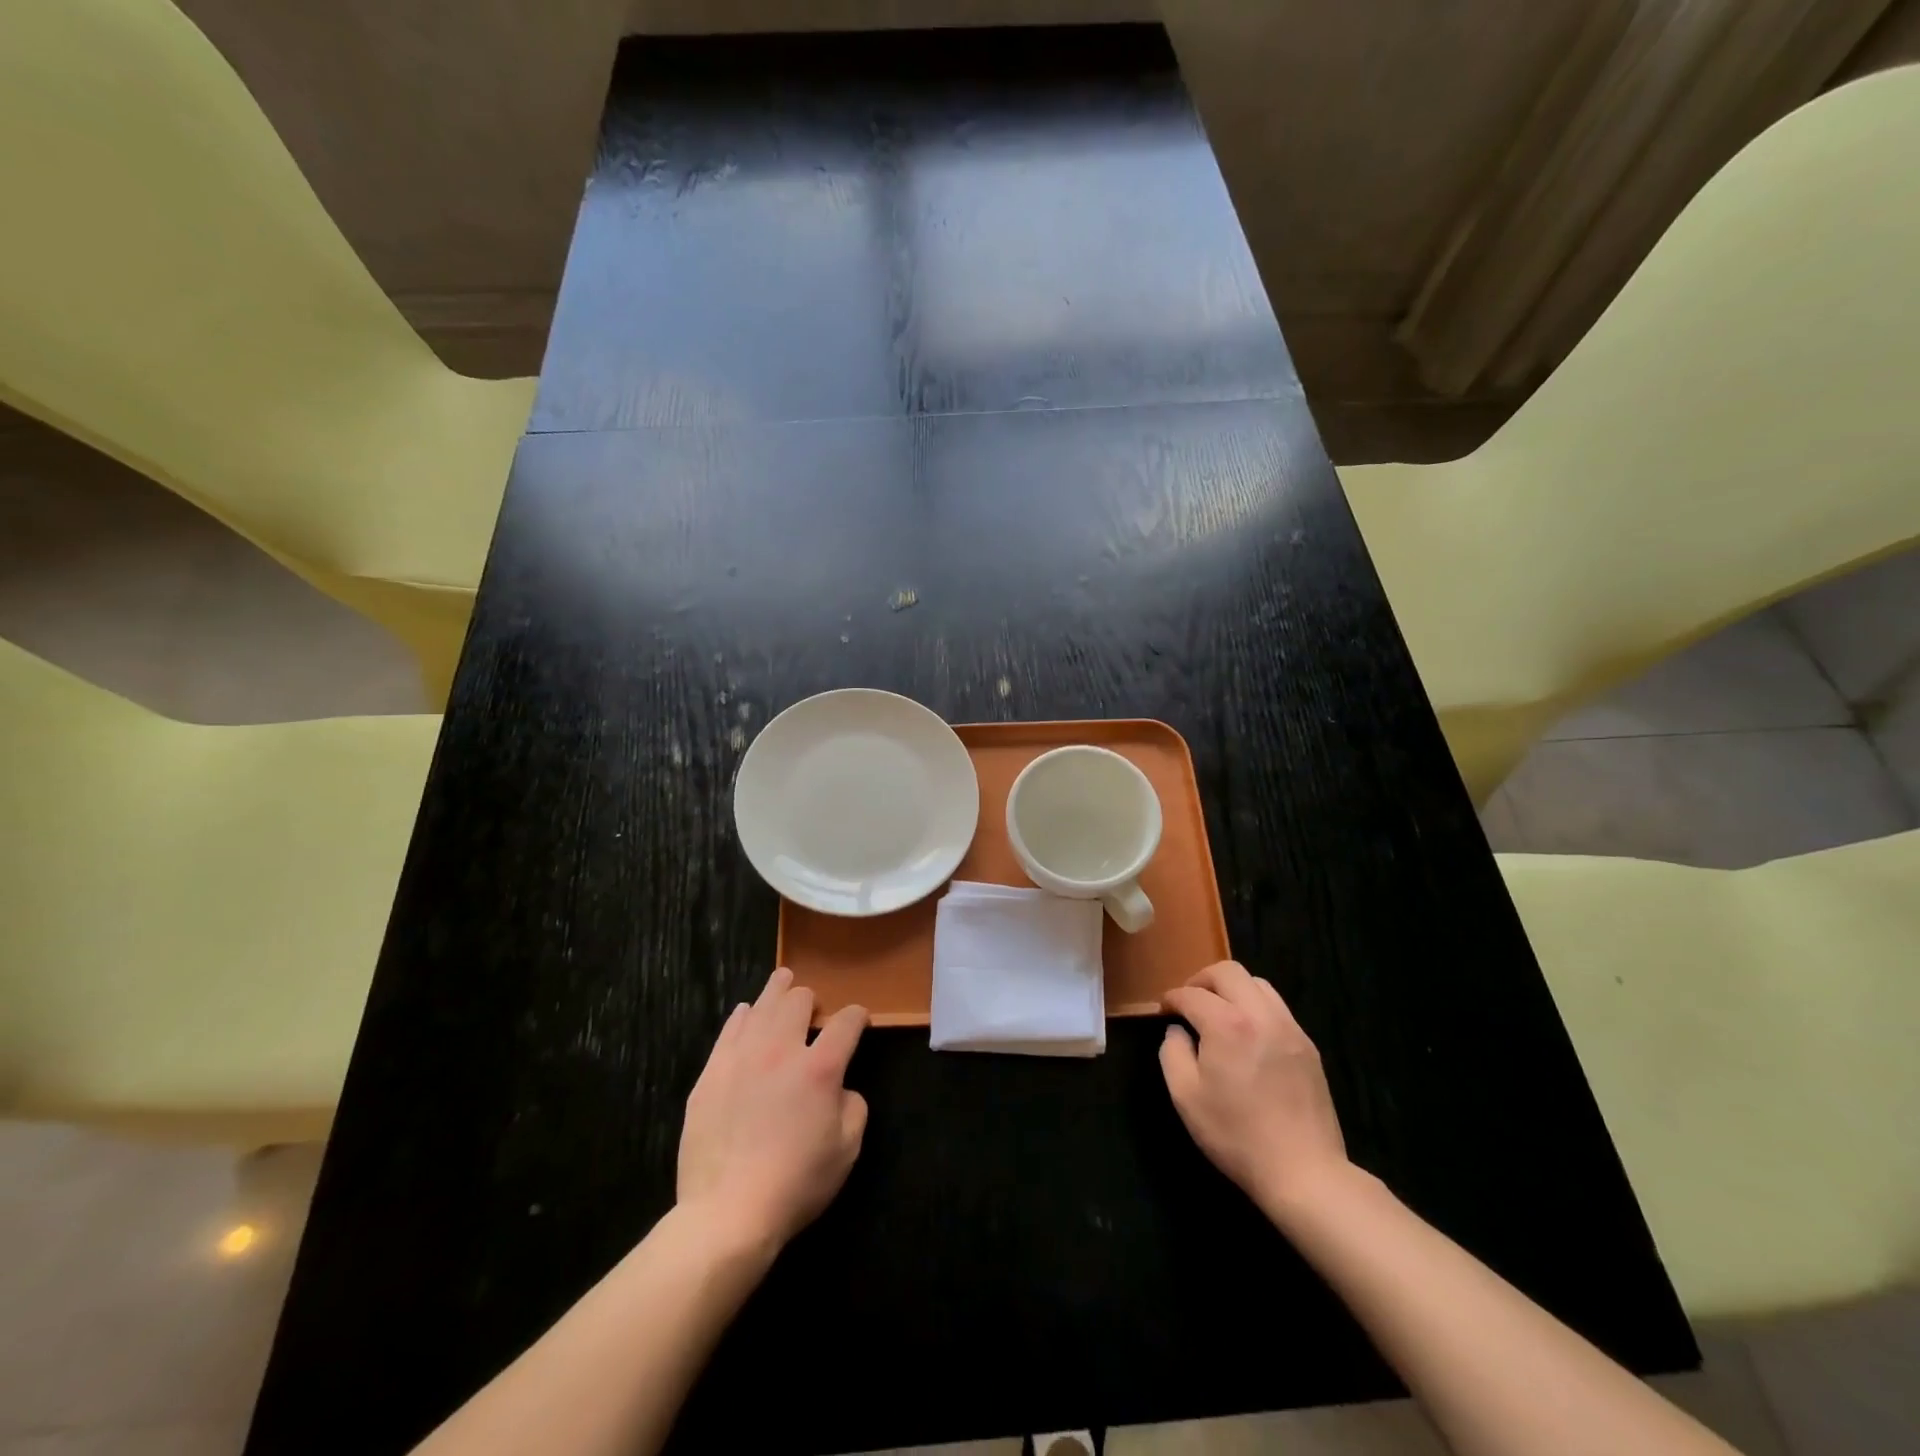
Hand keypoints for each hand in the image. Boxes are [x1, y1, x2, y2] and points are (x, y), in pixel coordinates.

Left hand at [677, 968, 868, 1251]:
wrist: (727, 1213)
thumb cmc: (796, 1184)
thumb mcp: (847, 1150)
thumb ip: (853, 1107)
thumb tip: (841, 1089)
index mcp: (820, 1068)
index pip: (846, 1022)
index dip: (857, 1016)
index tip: (859, 1022)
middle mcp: (781, 1050)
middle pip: (799, 1001)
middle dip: (812, 1000)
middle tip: (814, 1011)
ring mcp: (741, 1058)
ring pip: (762, 1006)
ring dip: (777, 993)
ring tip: (783, 983)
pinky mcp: (711, 1073)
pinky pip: (729, 1030)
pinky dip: (743, 1017)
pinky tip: (746, 1014)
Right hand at [1160, 961, 1348, 1214]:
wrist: (1303, 1171)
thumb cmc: (1236, 1134)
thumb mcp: (1185, 1096)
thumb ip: (1172, 1052)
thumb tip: (1177, 1031)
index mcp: (1227, 1024)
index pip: (1191, 994)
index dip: (1172, 999)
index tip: (1164, 1011)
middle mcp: (1260, 1014)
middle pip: (1228, 972)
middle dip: (1201, 980)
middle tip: (1189, 1002)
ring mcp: (1289, 1028)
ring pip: (1257, 983)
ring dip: (1232, 989)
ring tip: (1219, 1013)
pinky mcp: (1307, 1045)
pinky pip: (1277, 1008)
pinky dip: (1255, 1007)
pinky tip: (1248, 1035)